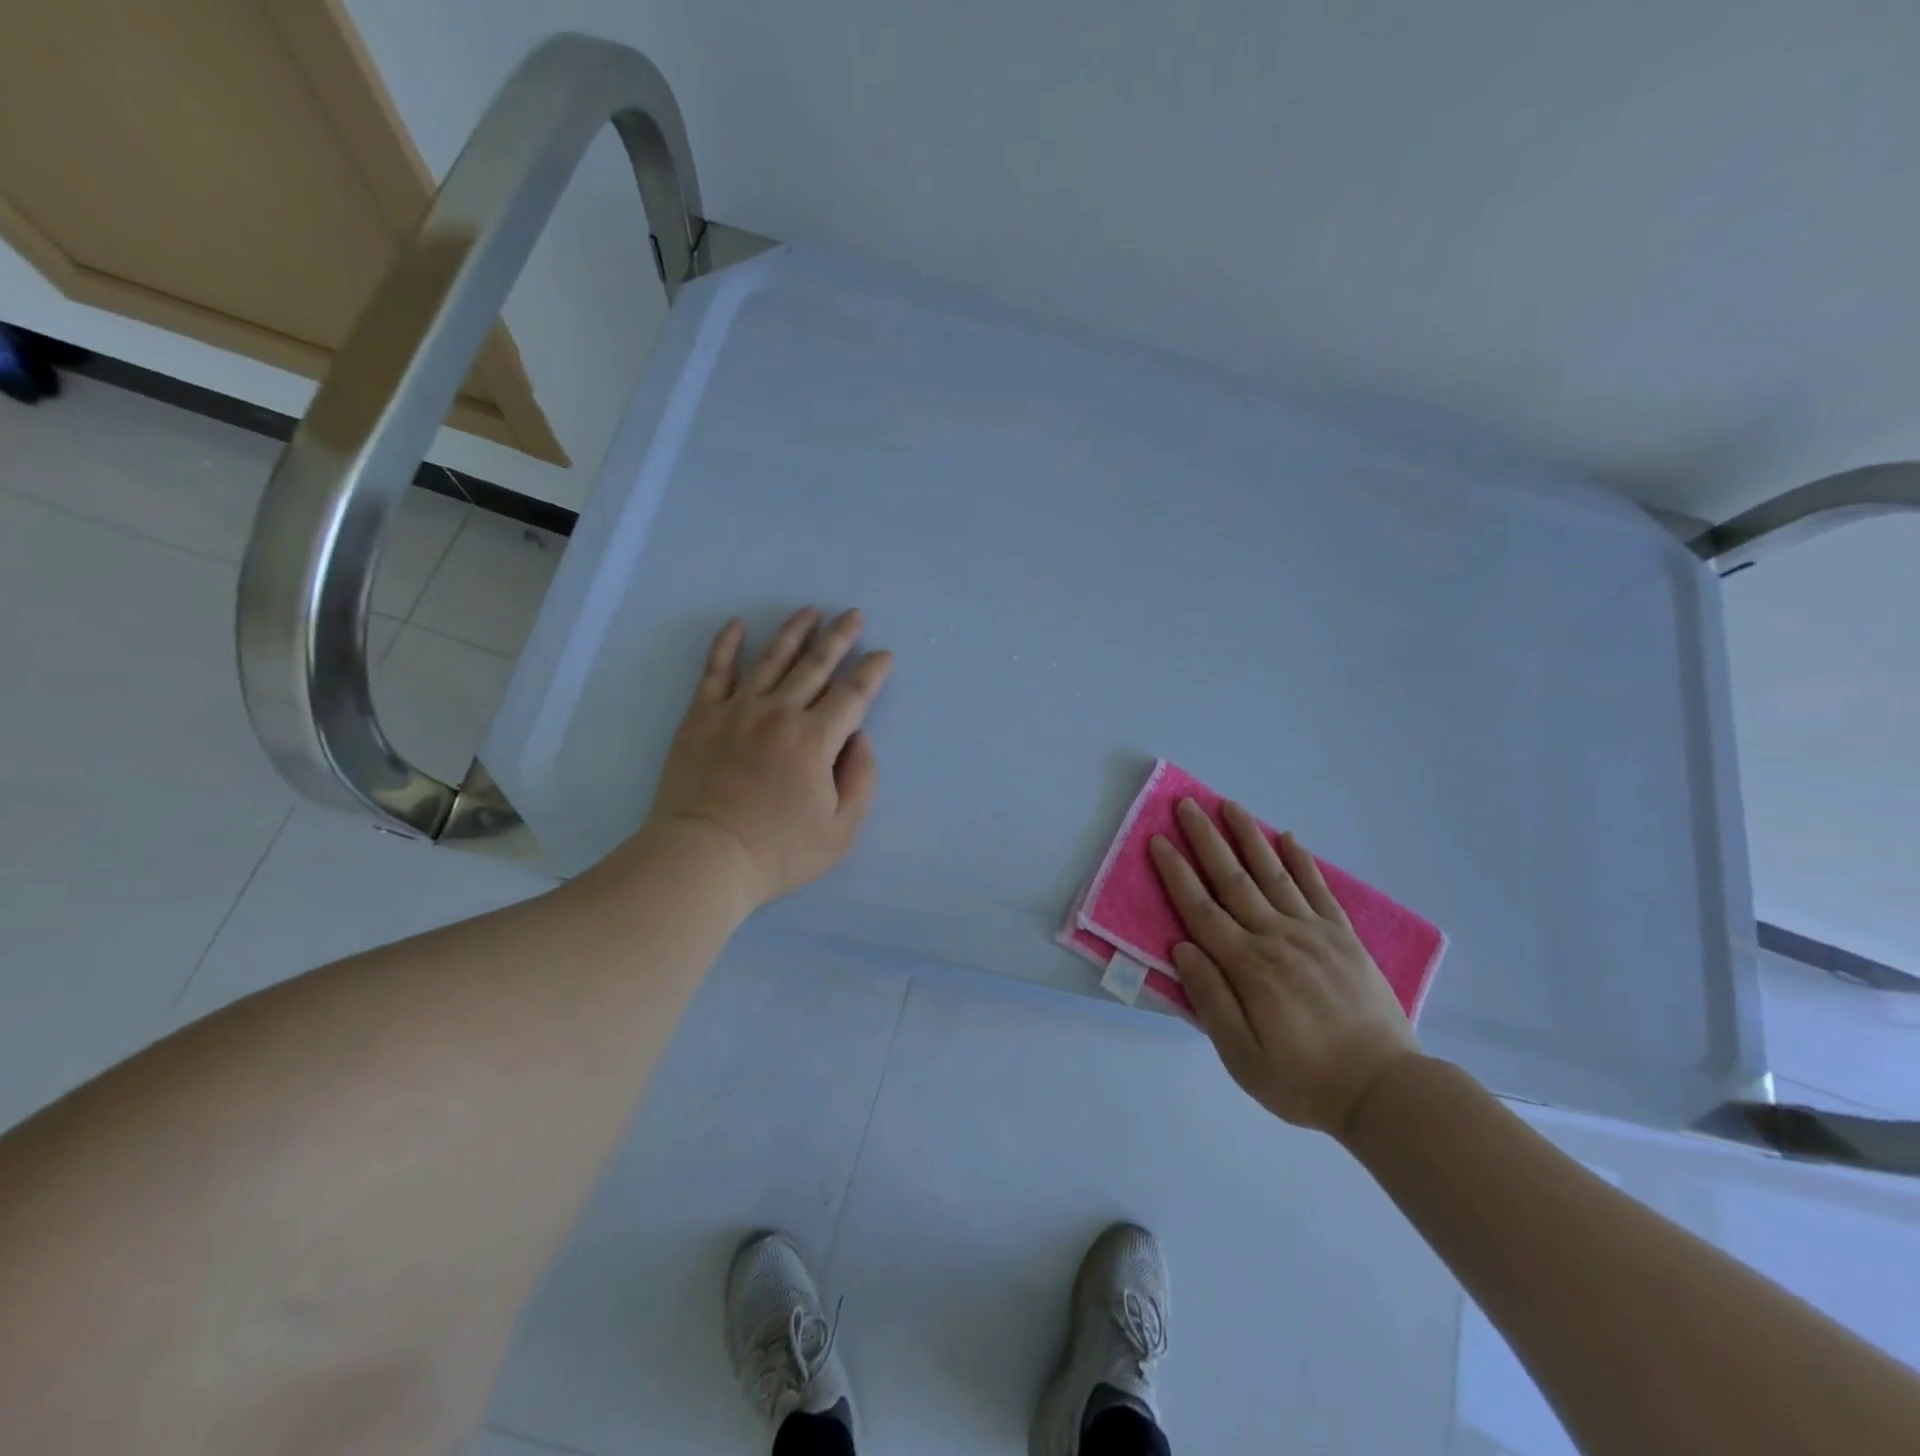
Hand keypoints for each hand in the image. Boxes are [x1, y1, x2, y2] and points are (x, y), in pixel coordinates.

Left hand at [645, 607, 892, 907]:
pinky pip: (716, 670)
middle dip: (840, 637)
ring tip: (809, 610)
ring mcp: (737, 710)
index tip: (884, 654)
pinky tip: (737, 624)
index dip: (873, 672)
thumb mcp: (840, 830)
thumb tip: (860, 738)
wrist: (703, 858)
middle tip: (854, 614)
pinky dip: (726, 644)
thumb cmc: (778, 852)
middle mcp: (779, 713)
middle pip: (816, 665)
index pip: (853, 695)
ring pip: (772, 658)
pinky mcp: (702, 716)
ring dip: (794, 631)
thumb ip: (861, 780)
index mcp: (815, 740)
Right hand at [1149, 799, 1419, 1139]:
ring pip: (1272, 873)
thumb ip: (1210, 998)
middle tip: (1186, 805)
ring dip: (1248, 837)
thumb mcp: (1242, 1056)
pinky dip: (1302, 861)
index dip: (1176, 873)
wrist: (1385, 1091)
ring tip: (1229, 805)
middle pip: (1232, 879)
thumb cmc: (1303, 1079)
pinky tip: (1288, 839)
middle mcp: (1277, 937)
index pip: (1200, 909)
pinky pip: (1318, 889)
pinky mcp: (1344, 937)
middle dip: (1206, 839)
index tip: (1158, 841)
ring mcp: (1313, 933)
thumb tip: (1182, 947)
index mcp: (1247, 966)